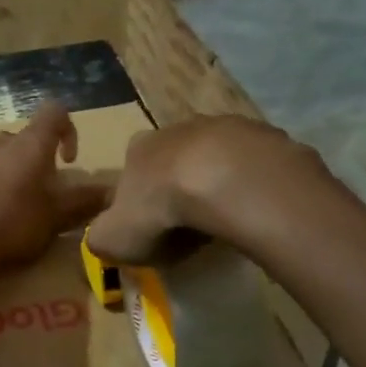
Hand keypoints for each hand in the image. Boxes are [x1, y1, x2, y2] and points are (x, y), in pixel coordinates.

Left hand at [0, 103, 110, 274]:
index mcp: (30, 143)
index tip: (69, 161)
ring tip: (27, 207)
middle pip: (28, 138)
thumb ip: (87, 200)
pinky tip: (1, 219)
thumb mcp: (59, 214)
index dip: (69, 130)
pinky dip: (0, 189)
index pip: (55, 112)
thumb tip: (113, 192)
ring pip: (6, 157)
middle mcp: (3, 144)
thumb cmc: (15, 222)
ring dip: (21, 174)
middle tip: (50, 190)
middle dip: (42, 158)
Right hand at [86, 115, 326, 263]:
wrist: (225, 182)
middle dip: (181, 187)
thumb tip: (104, 239)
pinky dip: (252, 184)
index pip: (131, 170)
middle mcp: (177, 130)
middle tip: (191, 225)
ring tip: (227, 219)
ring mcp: (223, 127)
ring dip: (219, 182)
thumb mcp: (112, 238)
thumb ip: (101, 238)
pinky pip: (254, 165)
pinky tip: (256, 208)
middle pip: (175, 160)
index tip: (151, 228)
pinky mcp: (263, 136)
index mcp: (138, 149)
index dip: (140, 200)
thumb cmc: (160, 211)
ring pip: (217, 158)